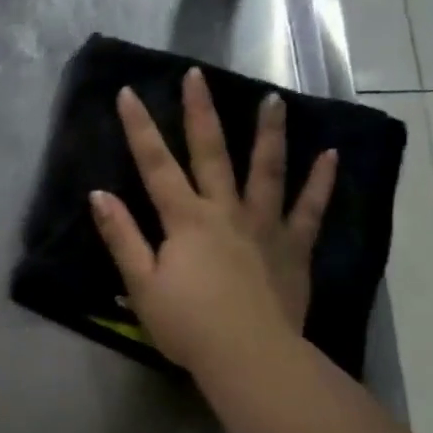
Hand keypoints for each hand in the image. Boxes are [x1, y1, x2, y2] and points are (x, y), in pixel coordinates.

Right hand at [89, 70, 336, 372]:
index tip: (128, 93)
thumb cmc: (187, 324)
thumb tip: (100, 195)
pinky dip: (321, 182)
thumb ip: (122, 237)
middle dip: (200, 112)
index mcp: (185, 220)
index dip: (139, 128)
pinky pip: (310, 209)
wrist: (249, 357)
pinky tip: (332, 156)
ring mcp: (264, 226)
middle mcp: (225, 211)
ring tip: (272, 99)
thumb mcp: (141, 284)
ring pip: (266, 171)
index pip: (155, 165)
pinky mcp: (293, 248)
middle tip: (197, 75)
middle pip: (211, 153)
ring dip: (268, 133)